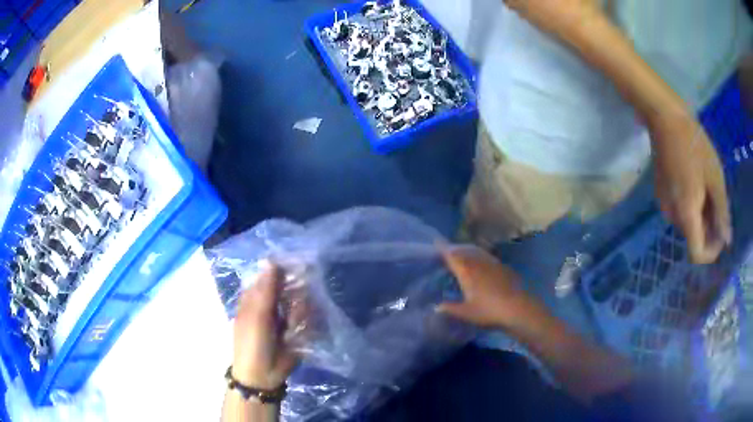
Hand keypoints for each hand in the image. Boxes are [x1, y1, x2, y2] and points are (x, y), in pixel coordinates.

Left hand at [231, 261, 297, 389]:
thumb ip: (267, 289)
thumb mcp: (256, 314)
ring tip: (291, 327)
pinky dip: (305, 324)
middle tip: (292, 308)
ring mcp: (286, 317)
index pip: (272, 275)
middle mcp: (272, 304)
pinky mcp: (298, 330)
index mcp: (256, 297)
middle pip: (291, 288)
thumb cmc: (252, 343)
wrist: (262, 375)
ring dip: (299, 314)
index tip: (300, 266)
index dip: (285, 270)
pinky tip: (297, 333)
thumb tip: (271, 259)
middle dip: (295, 296)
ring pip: (301, 303)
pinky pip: (308, 319)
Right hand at [437, 246, 542, 329]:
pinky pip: (486, 256)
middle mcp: (478, 262)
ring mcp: (492, 263)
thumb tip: (436, 306)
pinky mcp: (502, 267)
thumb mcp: (466, 313)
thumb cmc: (489, 310)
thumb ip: (450, 308)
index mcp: (466, 271)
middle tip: (445, 250)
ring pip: (476, 251)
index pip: (452, 256)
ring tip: (461, 254)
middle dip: (454, 248)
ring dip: (466, 250)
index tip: (435, 241)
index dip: (443, 248)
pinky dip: (478, 256)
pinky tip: (479, 263)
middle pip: (463, 250)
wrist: (518, 308)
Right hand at [650, 112, 731, 263]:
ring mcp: (664, 205)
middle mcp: (672, 216)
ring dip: (700, 215)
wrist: (665, 118)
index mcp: (686, 214)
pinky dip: (691, 206)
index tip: (722, 231)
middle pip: (693, 237)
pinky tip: (694, 181)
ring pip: (687, 224)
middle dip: (708, 227)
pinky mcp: (661, 194)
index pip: (697, 253)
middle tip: (717, 200)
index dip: (712, 251)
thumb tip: (727, 241)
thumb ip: (722, 213)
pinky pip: (679, 211)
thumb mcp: (715, 178)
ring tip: (706, 187)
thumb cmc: (694, 144)